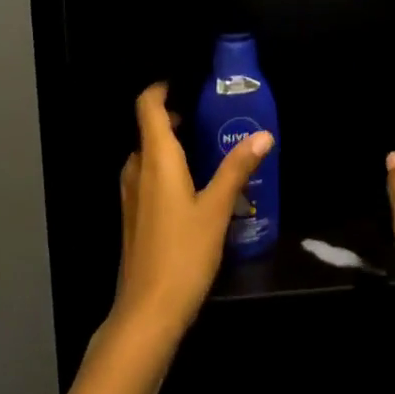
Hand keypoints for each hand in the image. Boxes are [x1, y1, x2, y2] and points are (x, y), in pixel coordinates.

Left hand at [112, 83, 272, 344]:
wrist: (147, 311)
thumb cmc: (183, 253)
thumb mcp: (217, 209)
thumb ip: (237, 169)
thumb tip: (263, 135)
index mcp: (155, 158)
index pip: (146, 105)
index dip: (161, 88)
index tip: (185, 82)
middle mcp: (137, 168)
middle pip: (149, 128)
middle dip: (174, 116)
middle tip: (209, 115)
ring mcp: (130, 193)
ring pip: (149, 155)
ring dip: (172, 144)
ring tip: (207, 148)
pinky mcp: (133, 215)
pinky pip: (148, 176)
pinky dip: (166, 168)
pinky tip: (193, 186)